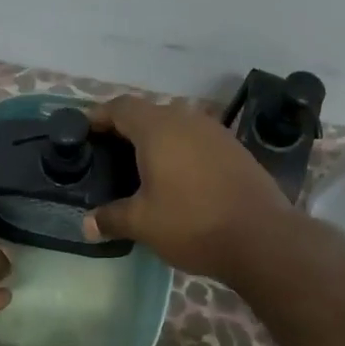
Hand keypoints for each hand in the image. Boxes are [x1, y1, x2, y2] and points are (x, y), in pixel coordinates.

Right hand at [84, 96, 291, 280]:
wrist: (262, 238)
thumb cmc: (192, 223)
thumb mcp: (143, 224)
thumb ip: (111, 218)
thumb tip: (86, 225)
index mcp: (158, 128)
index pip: (120, 107)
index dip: (98, 116)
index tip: (82, 132)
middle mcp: (187, 120)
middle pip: (148, 113)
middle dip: (125, 129)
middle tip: (106, 154)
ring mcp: (215, 133)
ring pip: (175, 126)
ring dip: (155, 140)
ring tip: (139, 167)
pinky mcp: (235, 150)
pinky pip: (196, 141)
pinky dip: (179, 152)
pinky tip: (175, 178)